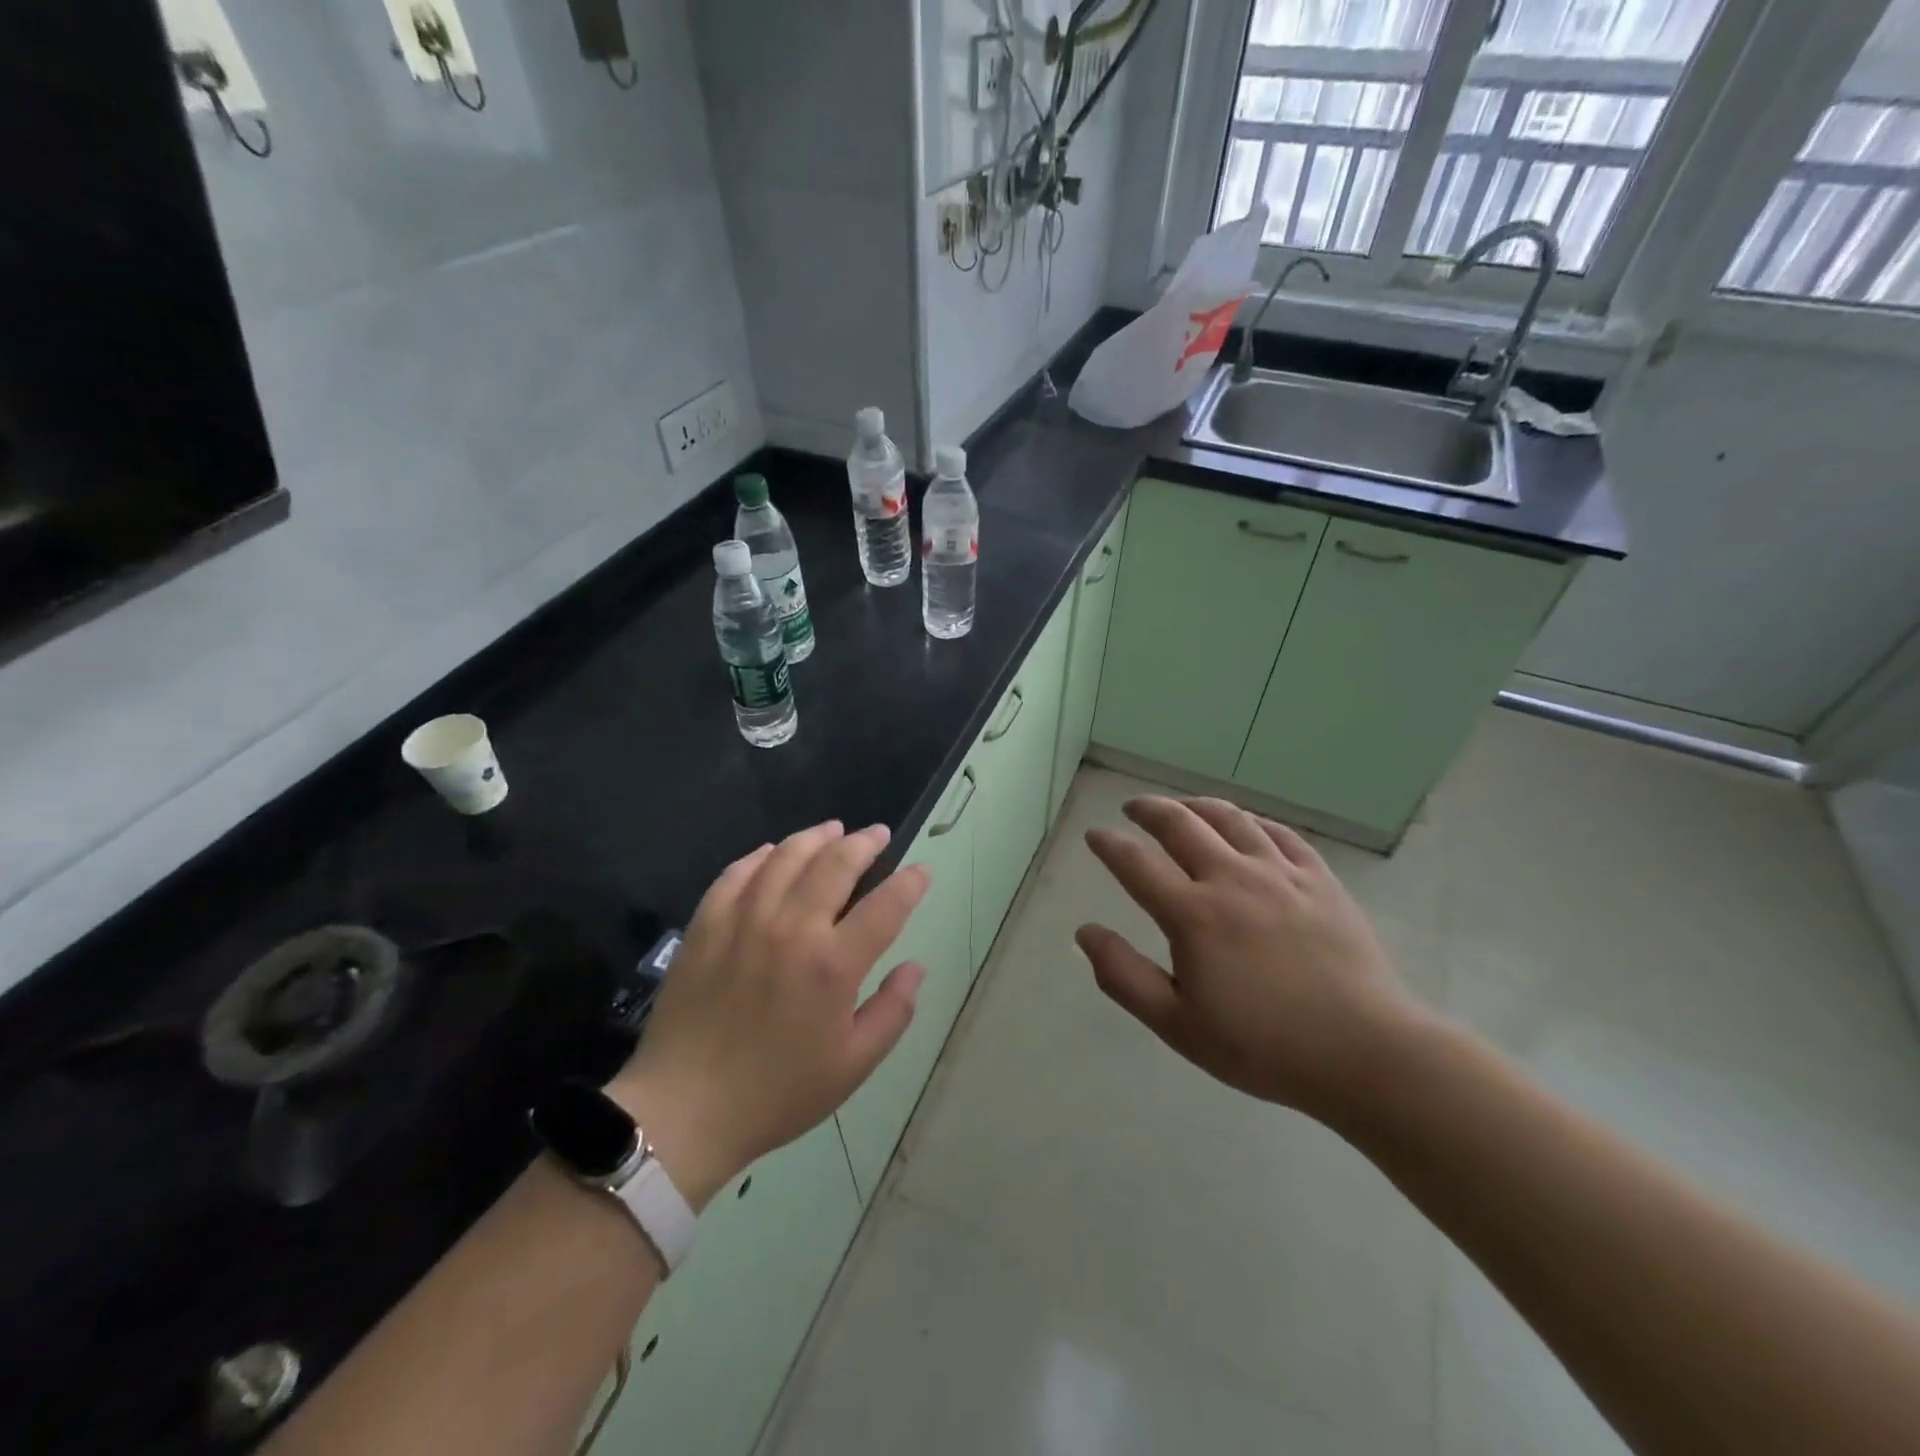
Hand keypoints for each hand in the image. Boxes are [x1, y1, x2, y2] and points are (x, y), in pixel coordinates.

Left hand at [609, 821, 927, 1208]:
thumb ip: (892, 1012)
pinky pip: (736, 874)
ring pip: (786, 858)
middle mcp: (792, 929)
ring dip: (816, 837)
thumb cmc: (776, 1094)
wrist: (684, 1111)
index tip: (921, 870)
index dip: (909, 884)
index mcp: (833, 965)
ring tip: (833, 829)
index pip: (885, 906)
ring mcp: (744, 921)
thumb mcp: (852, 1066)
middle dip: (864, 843)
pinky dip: (760, 856)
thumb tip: (916, 967)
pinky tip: (773, 852)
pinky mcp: (706, 925)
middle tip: (878, 833)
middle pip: (835, 865)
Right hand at [1077, 796, 1422, 1122]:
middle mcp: (1232, 878)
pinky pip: (1280, 833)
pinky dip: (1253, 821)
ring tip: (1183, 807)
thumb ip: (1124, 975)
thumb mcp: (1177, 1025)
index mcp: (1193, 915)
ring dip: (1197, 805)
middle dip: (1149, 809)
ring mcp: (1281, 874)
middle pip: (1181, 823)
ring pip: (1231, 818)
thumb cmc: (1263, 1046)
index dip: (1109, 845)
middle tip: (1133, 808)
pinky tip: (1247, 825)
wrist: (1365, 1053)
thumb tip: (1084, 932)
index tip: (1095, 836)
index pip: (1135, 863)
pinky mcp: (1320, 879)